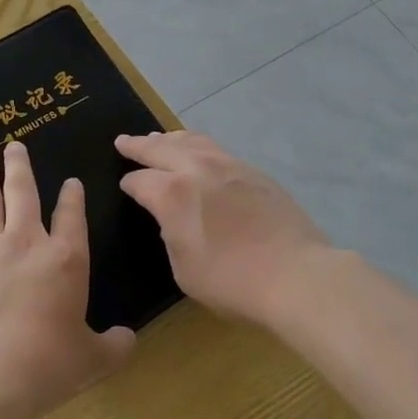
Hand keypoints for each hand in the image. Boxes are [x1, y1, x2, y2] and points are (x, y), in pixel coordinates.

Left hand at [0, 141, 135, 418]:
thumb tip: (129, 340)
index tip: (71, 181)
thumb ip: (113, 346)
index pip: (71, 215)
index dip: (72, 196)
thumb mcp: (91, 361)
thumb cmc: (45, 366)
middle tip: (13, 144)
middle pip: (22, 191)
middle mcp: (26, 242)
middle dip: (19, 165)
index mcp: (65, 259)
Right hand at [116, 131, 329, 324]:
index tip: (124, 185)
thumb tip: (172, 218)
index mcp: (172, 194)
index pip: (140, 181)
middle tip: (123, 141)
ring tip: (158, 138)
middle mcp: (196, 169)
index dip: (129, 184)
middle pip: (160, 148)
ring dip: (169, 138)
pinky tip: (198, 152)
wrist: (294, 273)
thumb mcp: (184, 269)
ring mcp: (227, 164)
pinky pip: (215, 148)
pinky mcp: (252, 170)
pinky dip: (197, 145)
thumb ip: (171, 235)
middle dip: (138, 145)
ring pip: (190, 140)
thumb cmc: (232, 280)